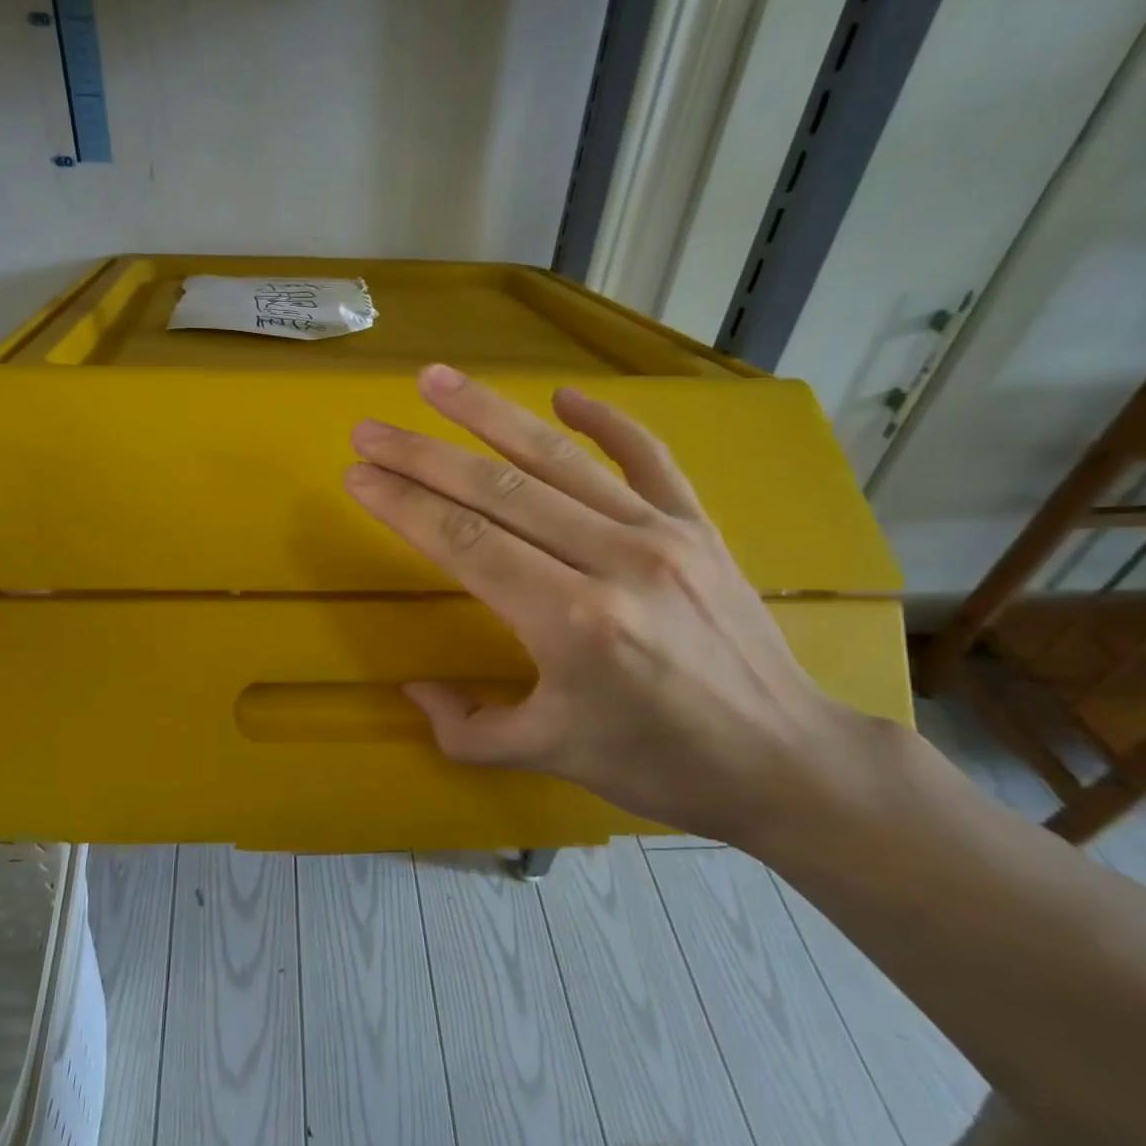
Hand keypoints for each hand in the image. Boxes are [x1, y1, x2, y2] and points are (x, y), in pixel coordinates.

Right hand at [345, 364, 876, 845]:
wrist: (787, 761)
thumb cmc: (662, 765)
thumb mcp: (552, 758)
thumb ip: (469, 730)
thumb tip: (414, 691)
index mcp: (571, 623)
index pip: (466, 544)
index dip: (405, 505)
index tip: (358, 475)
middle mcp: (612, 562)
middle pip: (497, 490)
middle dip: (423, 455)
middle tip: (369, 430)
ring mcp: (660, 534)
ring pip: (558, 459)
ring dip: (489, 414)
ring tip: (436, 380)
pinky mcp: (697, 526)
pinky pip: (646, 457)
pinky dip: (604, 420)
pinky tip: (563, 393)